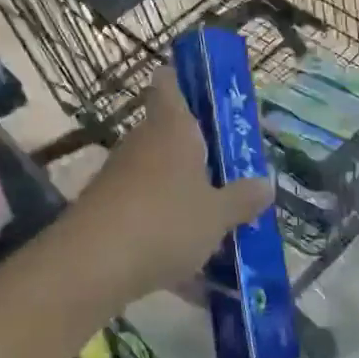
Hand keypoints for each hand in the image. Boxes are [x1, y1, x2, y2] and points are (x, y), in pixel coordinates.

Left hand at [64, 67, 273, 305]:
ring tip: (219, 226)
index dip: (182, 80)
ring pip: (160, 177)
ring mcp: (120, 176)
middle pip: (170, 134)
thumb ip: (243, 198)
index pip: (169, 83)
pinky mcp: (107, 211)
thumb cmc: (166, 221)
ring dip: (185, 196)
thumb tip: (266, 184)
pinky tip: (192, 277)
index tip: (203, 92)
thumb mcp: (218, 214)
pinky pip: (147, 215)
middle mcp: (143, 143)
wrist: (92, 265)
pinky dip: (167, 234)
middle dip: (199, 153)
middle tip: (232, 171)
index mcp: (173, 127)